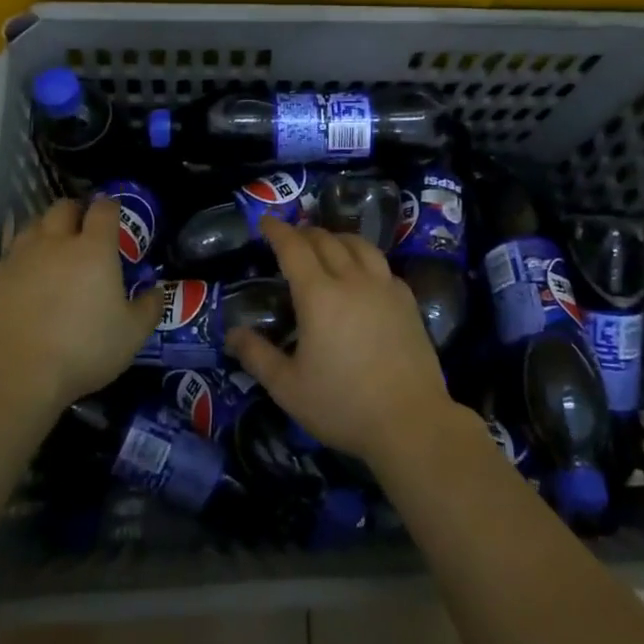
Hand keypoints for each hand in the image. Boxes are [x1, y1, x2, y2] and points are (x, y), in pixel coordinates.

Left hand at [0, 197, 161, 411]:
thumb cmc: (83, 349)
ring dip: (47, 229)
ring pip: (33, 224)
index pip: (104, 209)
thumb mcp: (132, 335)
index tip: (114, 214)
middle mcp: (56, 242)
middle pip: (63, 207)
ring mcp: (21, 257)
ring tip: (53, 248)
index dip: (111, 206)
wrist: (14, 374)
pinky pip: (12, 253)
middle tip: (83, 228)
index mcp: (94, 248)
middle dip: (76, 211)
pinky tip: (27, 275)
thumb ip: (149, 308)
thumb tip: (156, 291)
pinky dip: (23, 256)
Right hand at [227, 215, 454, 465]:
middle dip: (304, 233)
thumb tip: (232, 334)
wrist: (411, 422)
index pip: (294, 248)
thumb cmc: (343, 405)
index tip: (265, 221)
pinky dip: (364, 259)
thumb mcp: (288, 388)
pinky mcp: (407, 302)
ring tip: (327, 245)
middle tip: (291, 238)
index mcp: (319, 295)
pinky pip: (382, 266)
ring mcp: (384, 288)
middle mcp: (352, 280)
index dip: (277, 230)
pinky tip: (363, 274)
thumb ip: (257, 356)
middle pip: (326, 241)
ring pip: (359, 246)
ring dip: (337, 238)